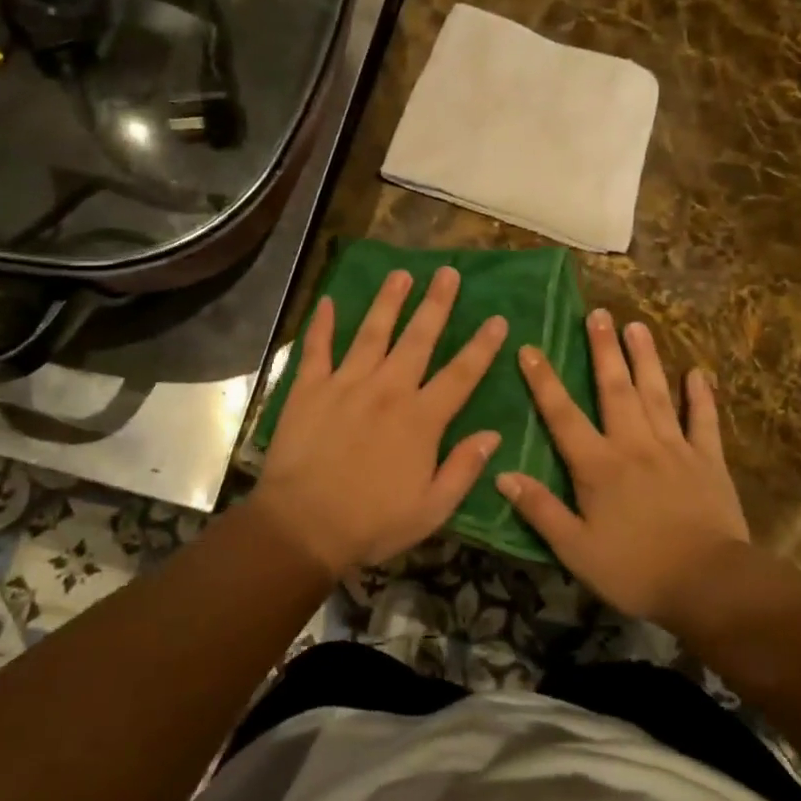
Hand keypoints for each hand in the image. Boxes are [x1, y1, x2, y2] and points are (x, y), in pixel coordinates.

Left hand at [253, 266, 507, 580]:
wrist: (302, 527)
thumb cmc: (371, 523)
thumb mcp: (431, 510)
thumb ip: (464, 469)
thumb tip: (493, 435)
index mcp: (420, 420)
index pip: (461, 375)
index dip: (482, 347)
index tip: (498, 320)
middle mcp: (387, 390)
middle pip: (418, 339)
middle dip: (436, 304)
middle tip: (448, 272)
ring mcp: (346, 384)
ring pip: (372, 332)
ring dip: (388, 301)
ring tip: (401, 273)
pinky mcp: (310, 389)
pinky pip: (317, 349)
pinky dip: (321, 324)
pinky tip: (327, 301)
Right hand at [498, 309, 749, 624]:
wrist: (708, 584)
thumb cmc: (635, 570)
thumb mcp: (576, 549)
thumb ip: (540, 510)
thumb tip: (501, 474)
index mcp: (598, 465)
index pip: (563, 415)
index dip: (544, 381)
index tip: (530, 348)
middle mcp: (634, 444)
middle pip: (615, 389)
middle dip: (604, 350)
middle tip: (598, 313)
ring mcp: (674, 448)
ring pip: (656, 394)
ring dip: (645, 358)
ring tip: (637, 325)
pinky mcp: (708, 460)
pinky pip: (704, 421)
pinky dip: (701, 396)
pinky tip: (697, 372)